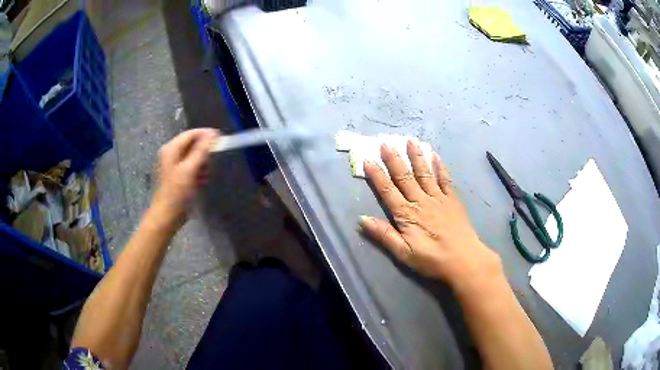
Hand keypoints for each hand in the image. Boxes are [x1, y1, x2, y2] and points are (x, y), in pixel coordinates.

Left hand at [151, 128, 218, 224]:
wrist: (167, 216)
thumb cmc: (177, 193)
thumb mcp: (190, 170)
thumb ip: (201, 150)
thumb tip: (212, 134)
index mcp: (170, 149)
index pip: (190, 134)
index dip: (206, 134)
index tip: (221, 138)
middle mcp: (170, 154)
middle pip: (192, 145)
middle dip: (204, 152)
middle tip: (212, 162)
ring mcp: (173, 166)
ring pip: (193, 157)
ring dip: (202, 164)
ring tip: (205, 175)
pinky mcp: (176, 176)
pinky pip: (190, 168)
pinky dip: (198, 172)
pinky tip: (201, 182)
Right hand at [359, 140, 502, 293]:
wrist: (464, 260)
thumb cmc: (432, 259)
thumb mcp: (404, 254)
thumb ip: (384, 235)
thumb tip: (362, 219)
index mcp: (407, 215)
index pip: (388, 191)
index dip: (377, 175)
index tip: (368, 160)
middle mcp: (421, 201)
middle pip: (405, 177)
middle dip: (394, 159)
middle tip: (385, 142)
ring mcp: (438, 198)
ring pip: (424, 173)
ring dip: (416, 156)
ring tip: (409, 140)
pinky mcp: (452, 200)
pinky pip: (445, 180)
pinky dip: (439, 167)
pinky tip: (435, 155)